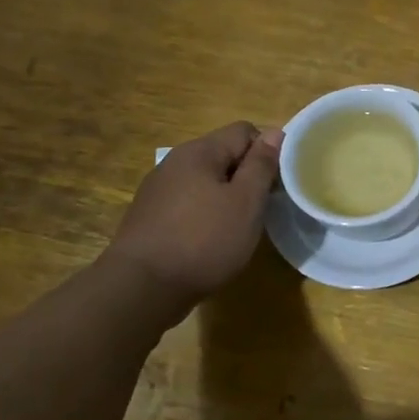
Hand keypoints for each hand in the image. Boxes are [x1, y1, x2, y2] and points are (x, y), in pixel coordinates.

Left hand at [105, 122, 281, 307]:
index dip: (267, 151)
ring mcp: (158, 189)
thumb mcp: (246, 202)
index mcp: (199, 152)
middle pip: (223, 154)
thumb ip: (261, 164)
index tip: (276, 184)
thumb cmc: (204, 240)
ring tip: (238, 226)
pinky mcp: (150, 216)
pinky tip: (210, 240)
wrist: (142, 288)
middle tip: (262, 208)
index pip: (244, 131)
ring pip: (206, 180)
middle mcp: (175, 162)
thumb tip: (275, 133)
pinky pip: (189, 202)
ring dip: (227, 196)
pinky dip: (206, 213)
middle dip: (247, 175)